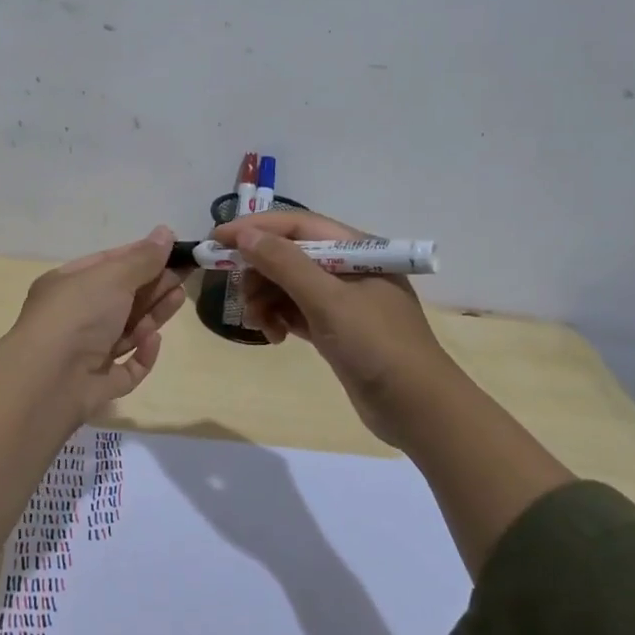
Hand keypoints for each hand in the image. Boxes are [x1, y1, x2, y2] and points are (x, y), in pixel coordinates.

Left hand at [8, 225, 187, 426]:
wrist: (46, 381)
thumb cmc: (77, 315)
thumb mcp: (112, 277)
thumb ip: (143, 258)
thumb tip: (166, 232)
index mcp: (68, 285)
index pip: (108, 265)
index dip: (140, 255)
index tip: (173, 250)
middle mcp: (74, 317)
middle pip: (121, 298)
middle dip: (153, 285)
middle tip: (186, 274)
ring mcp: (84, 354)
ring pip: (126, 331)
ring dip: (152, 315)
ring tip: (179, 297)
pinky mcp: (97, 385)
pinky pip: (126, 368)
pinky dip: (141, 355)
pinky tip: (153, 340)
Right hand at [211, 210, 455, 449]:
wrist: (418, 410)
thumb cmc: (377, 346)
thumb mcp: (328, 301)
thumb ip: (285, 264)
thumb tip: (246, 234)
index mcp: (355, 249)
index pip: (296, 225)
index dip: (255, 228)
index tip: (217, 239)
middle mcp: (347, 268)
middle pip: (288, 254)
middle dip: (259, 273)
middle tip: (242, 298)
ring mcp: (342, 300)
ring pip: (287, 285)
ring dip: (266, 300)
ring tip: (261, 326)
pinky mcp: (335, 328)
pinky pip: (295, 310)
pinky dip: (279, 319)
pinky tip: (274, 338)